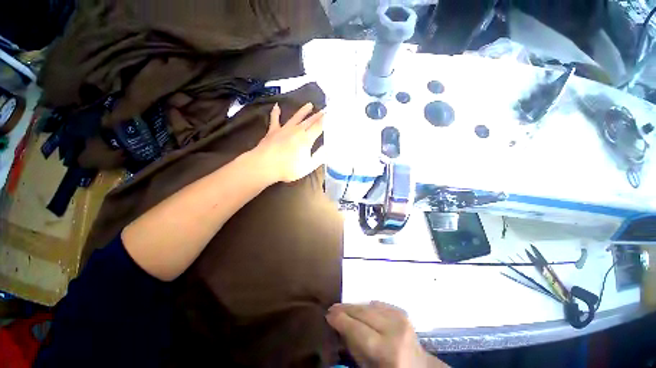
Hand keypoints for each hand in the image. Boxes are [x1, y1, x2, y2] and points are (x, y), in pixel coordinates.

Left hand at [252, 102, 325, 182]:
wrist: (265, 165)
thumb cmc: (288, 168)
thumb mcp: (308, 166)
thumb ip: (319, 157)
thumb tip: (327, 148)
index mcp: (306, 139)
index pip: (318, 127)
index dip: (324, 121)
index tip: (329, 115)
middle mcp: (297, 131)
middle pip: (309, 121)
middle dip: (317, 115)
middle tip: (323, 109)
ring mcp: (284, 129)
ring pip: (296, 117)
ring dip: (303, 111)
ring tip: (309, 105)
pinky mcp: (273, 130)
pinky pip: (275, 119)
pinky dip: (276, 113)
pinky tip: (276, 106)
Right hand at [326, 301, 447, 367]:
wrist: (418, 367)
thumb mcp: (368, 366)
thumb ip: (353, 345)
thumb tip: (339, 325)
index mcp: (387, 350)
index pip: (358, 329)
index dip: (341, 319)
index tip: (328, 314)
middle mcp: (395, 330)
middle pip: (364, 312)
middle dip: (346, 309)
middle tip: (333, 308)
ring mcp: (401, 318)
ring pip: (370, 305)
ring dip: (355, 306)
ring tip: (344, 308)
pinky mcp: (402, 312)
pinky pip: (379, 303)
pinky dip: (367, 305)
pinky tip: (361, 309)